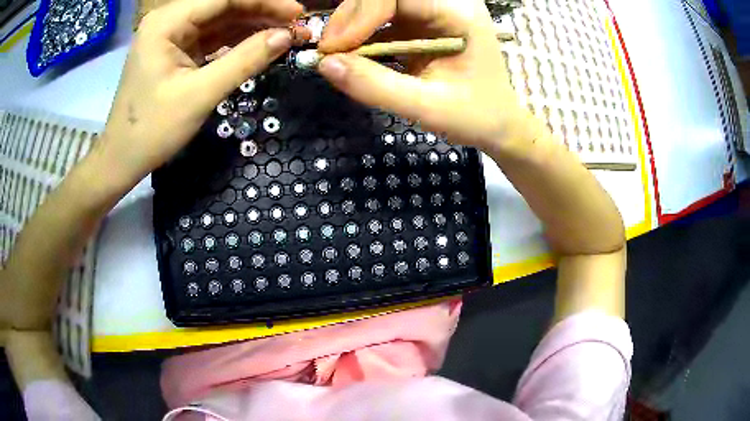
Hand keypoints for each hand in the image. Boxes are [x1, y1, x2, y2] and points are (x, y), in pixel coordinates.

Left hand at [98, 0, 305, 183]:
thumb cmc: (152, 130)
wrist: (122, 158)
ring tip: (284, 34)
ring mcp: (171, 35)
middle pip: (222, 5)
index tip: (297, 12)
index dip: (263, 2)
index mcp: (166, 23)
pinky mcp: (175, 51)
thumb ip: (244, 61)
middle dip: (259, 12)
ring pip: (219, 20)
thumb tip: (286, 36)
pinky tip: (259, 43)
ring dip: (251, 25)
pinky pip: (211, 37)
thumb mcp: (200, 95)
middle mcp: (168, 21)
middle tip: (295, 24)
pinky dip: (235, 40)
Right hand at [317, 0, 522, 147]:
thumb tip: (325, 65)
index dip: (361, 14)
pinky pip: (381, 20)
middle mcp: (444, 4)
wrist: (498, 124)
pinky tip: (352, 57)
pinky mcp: (420, 24)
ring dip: (351, 28)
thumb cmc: (476, 116)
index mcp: (458, 14)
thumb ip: (376, 86)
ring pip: (377, 5)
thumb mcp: (428, 107)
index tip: (336, 49)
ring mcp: (432, 12)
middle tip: (330, 55)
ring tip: (336, 58)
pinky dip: (361, 37)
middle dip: (350, 20)